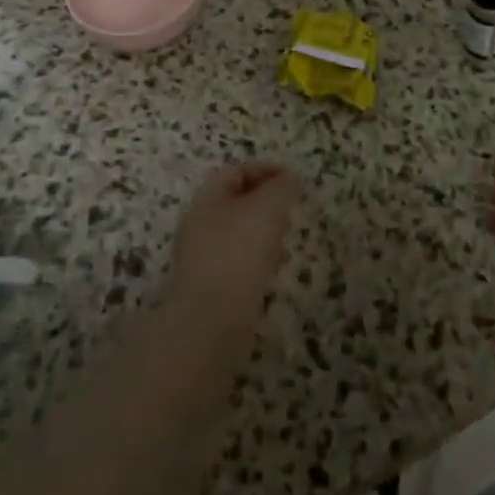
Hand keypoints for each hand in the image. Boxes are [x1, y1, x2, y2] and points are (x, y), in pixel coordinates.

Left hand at [169, 162, 301, 323]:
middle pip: (236, 203)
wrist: (211, 323)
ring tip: (285, 245)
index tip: (294, 182)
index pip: (237, 172)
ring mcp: (201, 258)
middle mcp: (199, 224)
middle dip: (267, 204)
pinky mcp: (209, 287)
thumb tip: (289, 179)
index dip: (266, 171)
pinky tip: (272, 273)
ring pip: (238, 234)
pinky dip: (257, 261)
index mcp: (207, 198)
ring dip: (264, 234)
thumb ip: (281, 187)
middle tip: (291, 212)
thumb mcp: (267, 208)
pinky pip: (237, 263)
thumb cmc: (239, 253)